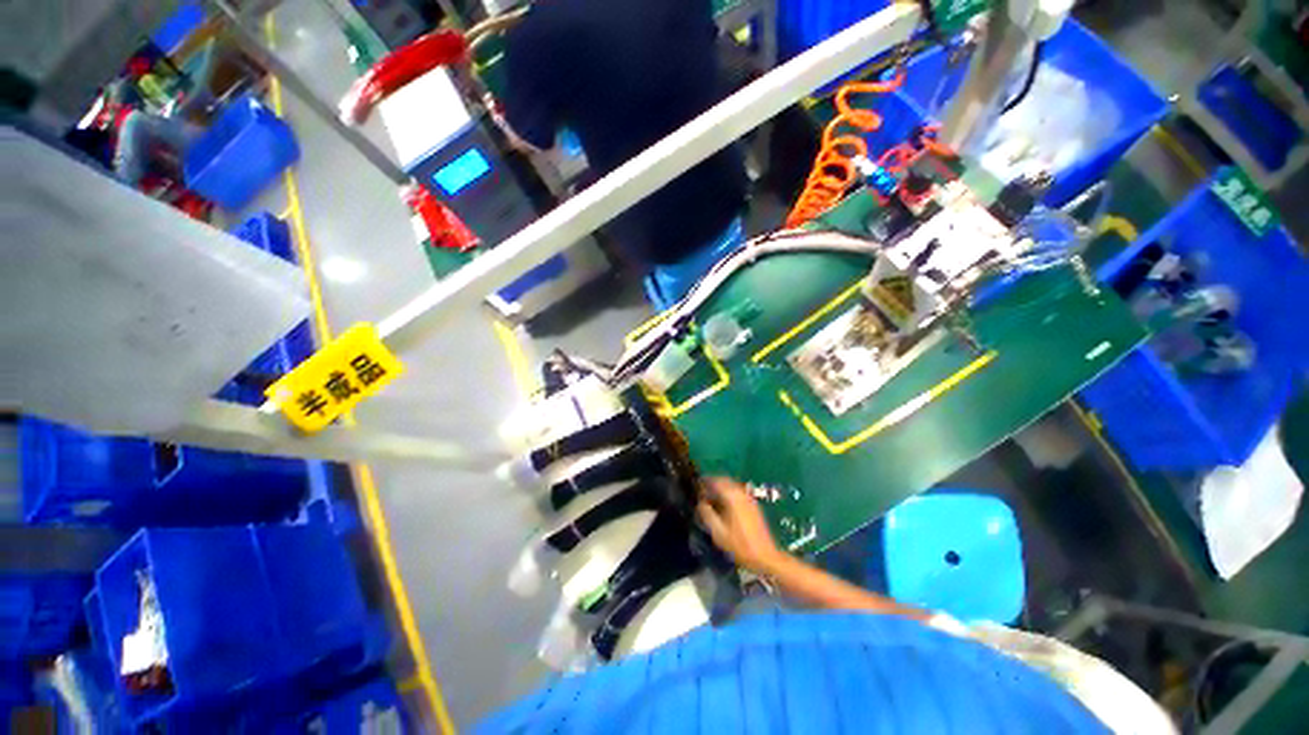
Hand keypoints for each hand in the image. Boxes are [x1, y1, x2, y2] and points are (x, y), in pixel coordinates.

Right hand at [696, 477, 782, 574]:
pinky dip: (728, 494)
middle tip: (702, 493)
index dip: (705, 482)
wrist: (764, 555)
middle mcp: (741, 493)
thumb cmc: (740, 545)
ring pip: (731, 486)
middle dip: (712, 484)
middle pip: (724, 480)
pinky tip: (724, 505)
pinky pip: (737, 492)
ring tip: (711, 499)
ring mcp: (749, 498)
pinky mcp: (753, 505)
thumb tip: (700, 503)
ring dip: (721, 489)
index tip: (696, 488)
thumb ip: (707, 514)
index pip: (716, 481)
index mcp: (732, 497)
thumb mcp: (719, 532)